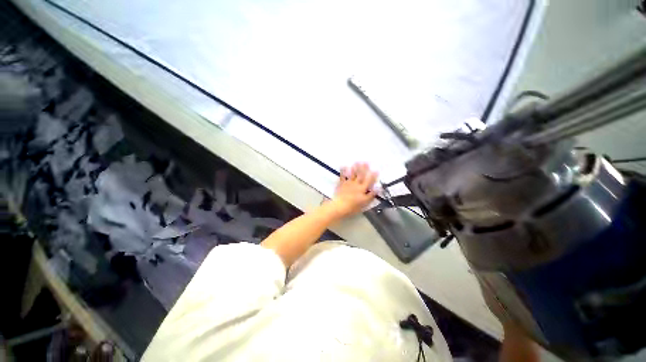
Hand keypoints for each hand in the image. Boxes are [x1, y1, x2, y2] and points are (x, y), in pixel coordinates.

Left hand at [329, 162, 378, 217]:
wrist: (340, 206)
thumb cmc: (353, 206)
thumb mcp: (365, 203)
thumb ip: (371, 195)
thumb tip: (378, 188)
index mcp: (362, 189)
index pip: (369, 181)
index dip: (373, 176)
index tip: (376, 170)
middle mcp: (356, 184)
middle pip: (361, 175)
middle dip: (364, 169)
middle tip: (366, 162)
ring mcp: (348, 183)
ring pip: (353, 174)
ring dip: (355, 168)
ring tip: (357, 162)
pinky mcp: (341, 184)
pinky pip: (342, 176)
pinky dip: (343, 171)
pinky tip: (343, 166)